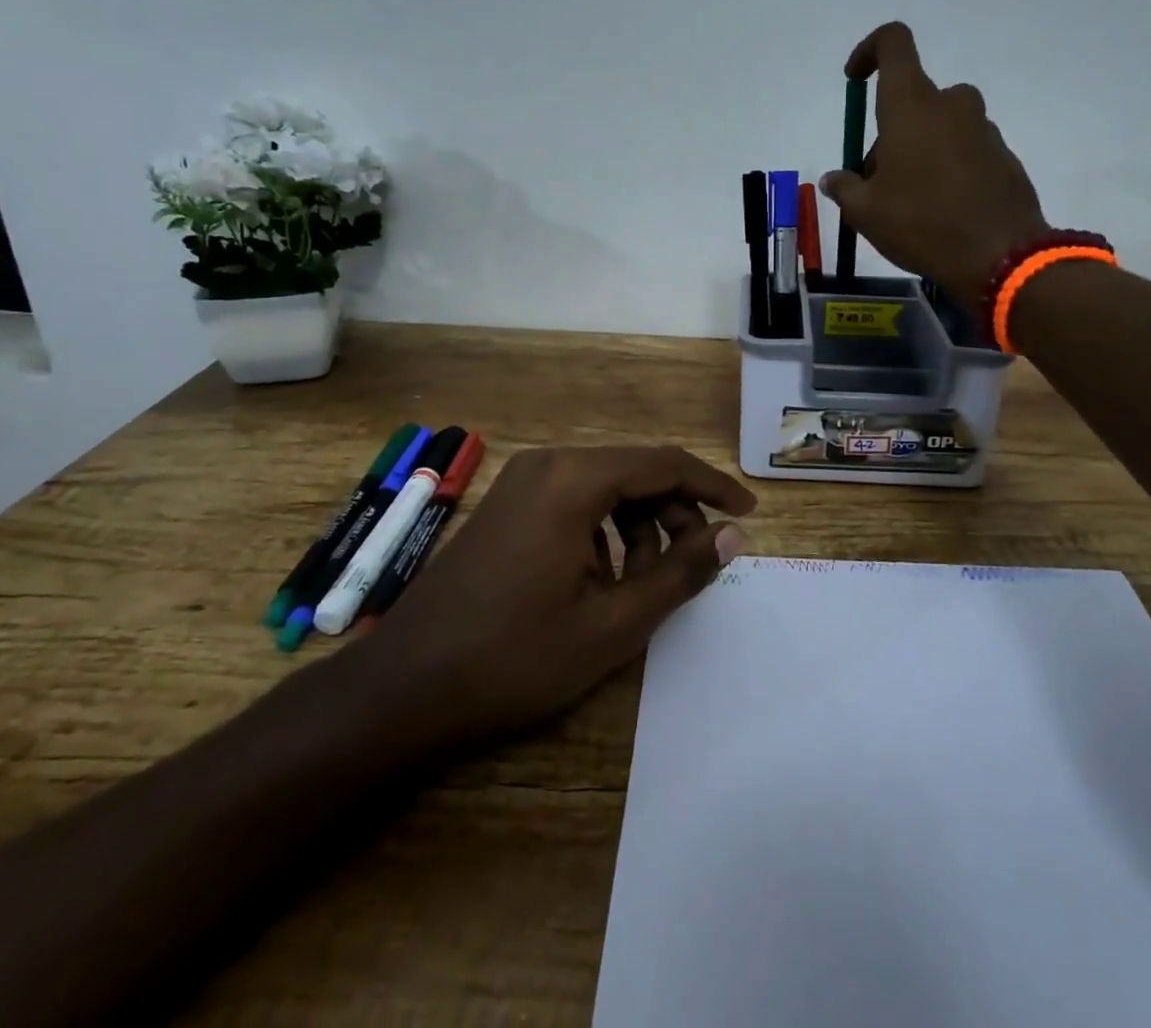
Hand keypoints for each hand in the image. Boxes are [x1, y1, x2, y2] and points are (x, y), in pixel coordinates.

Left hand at [362, 446, 755, 745]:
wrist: (402, 686)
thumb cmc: (513, 656)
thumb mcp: (612, 624)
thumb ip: (679, 573)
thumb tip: (730, 536)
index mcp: (575, 479)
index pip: (665, 463)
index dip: (713, 487)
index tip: (748, 515)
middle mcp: (549, 464)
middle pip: (636, 471)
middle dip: (675, 512)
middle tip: (697, 563)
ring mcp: (522, 482)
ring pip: (606, 486)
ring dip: (640, 525)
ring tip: (647, 582)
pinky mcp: (507, 504)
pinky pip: (575, 501)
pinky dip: (605, 531)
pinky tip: (604, 580)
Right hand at [819, 22, 1050, 302]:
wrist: (1000, 257)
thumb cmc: (921, 223)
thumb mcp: (865, 212)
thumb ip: (845, 188)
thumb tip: (834, 179)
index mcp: (911, 105)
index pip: (893, 43)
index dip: (869, 51)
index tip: (854, 79)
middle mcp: (951, 106)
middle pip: (913, 99)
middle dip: (889, 132)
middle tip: (875, 181)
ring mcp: (983, 130)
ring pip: (940, 126)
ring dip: (919, 150)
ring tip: (907, 202)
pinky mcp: (1004, 157)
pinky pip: (965, 150)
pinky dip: (948, 168)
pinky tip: (941, 211)